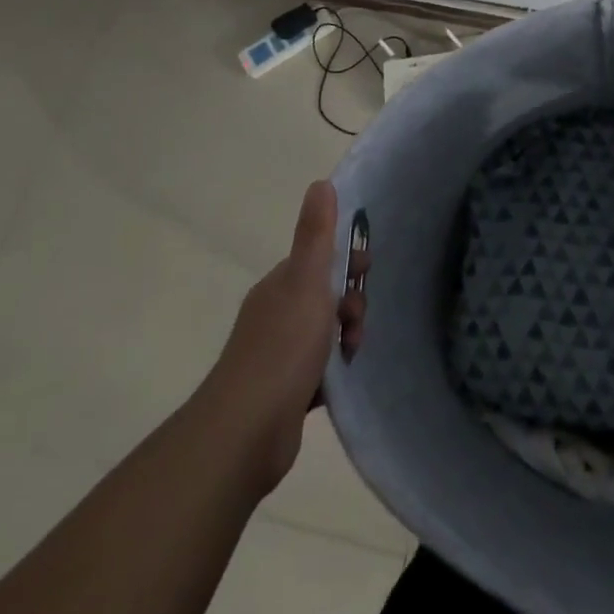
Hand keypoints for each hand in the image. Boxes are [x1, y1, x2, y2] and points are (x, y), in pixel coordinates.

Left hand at [197, 181, 367, 496]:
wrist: (247, 430)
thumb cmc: (283, 347)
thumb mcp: (307, 281)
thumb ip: (316, 234)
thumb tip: (320, 182)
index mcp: (279, 286)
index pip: (318, 259)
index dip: (345, 260)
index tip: (366, 270)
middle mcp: (275, 315)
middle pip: (324, 296)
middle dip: (349, 302)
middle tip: (357, 320)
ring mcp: (277, 355)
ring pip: (324, 334)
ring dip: (345, 338)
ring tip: (352, 352)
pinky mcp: (284, 393)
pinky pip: (319, 370)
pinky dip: (333, 371)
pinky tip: (342, 379)